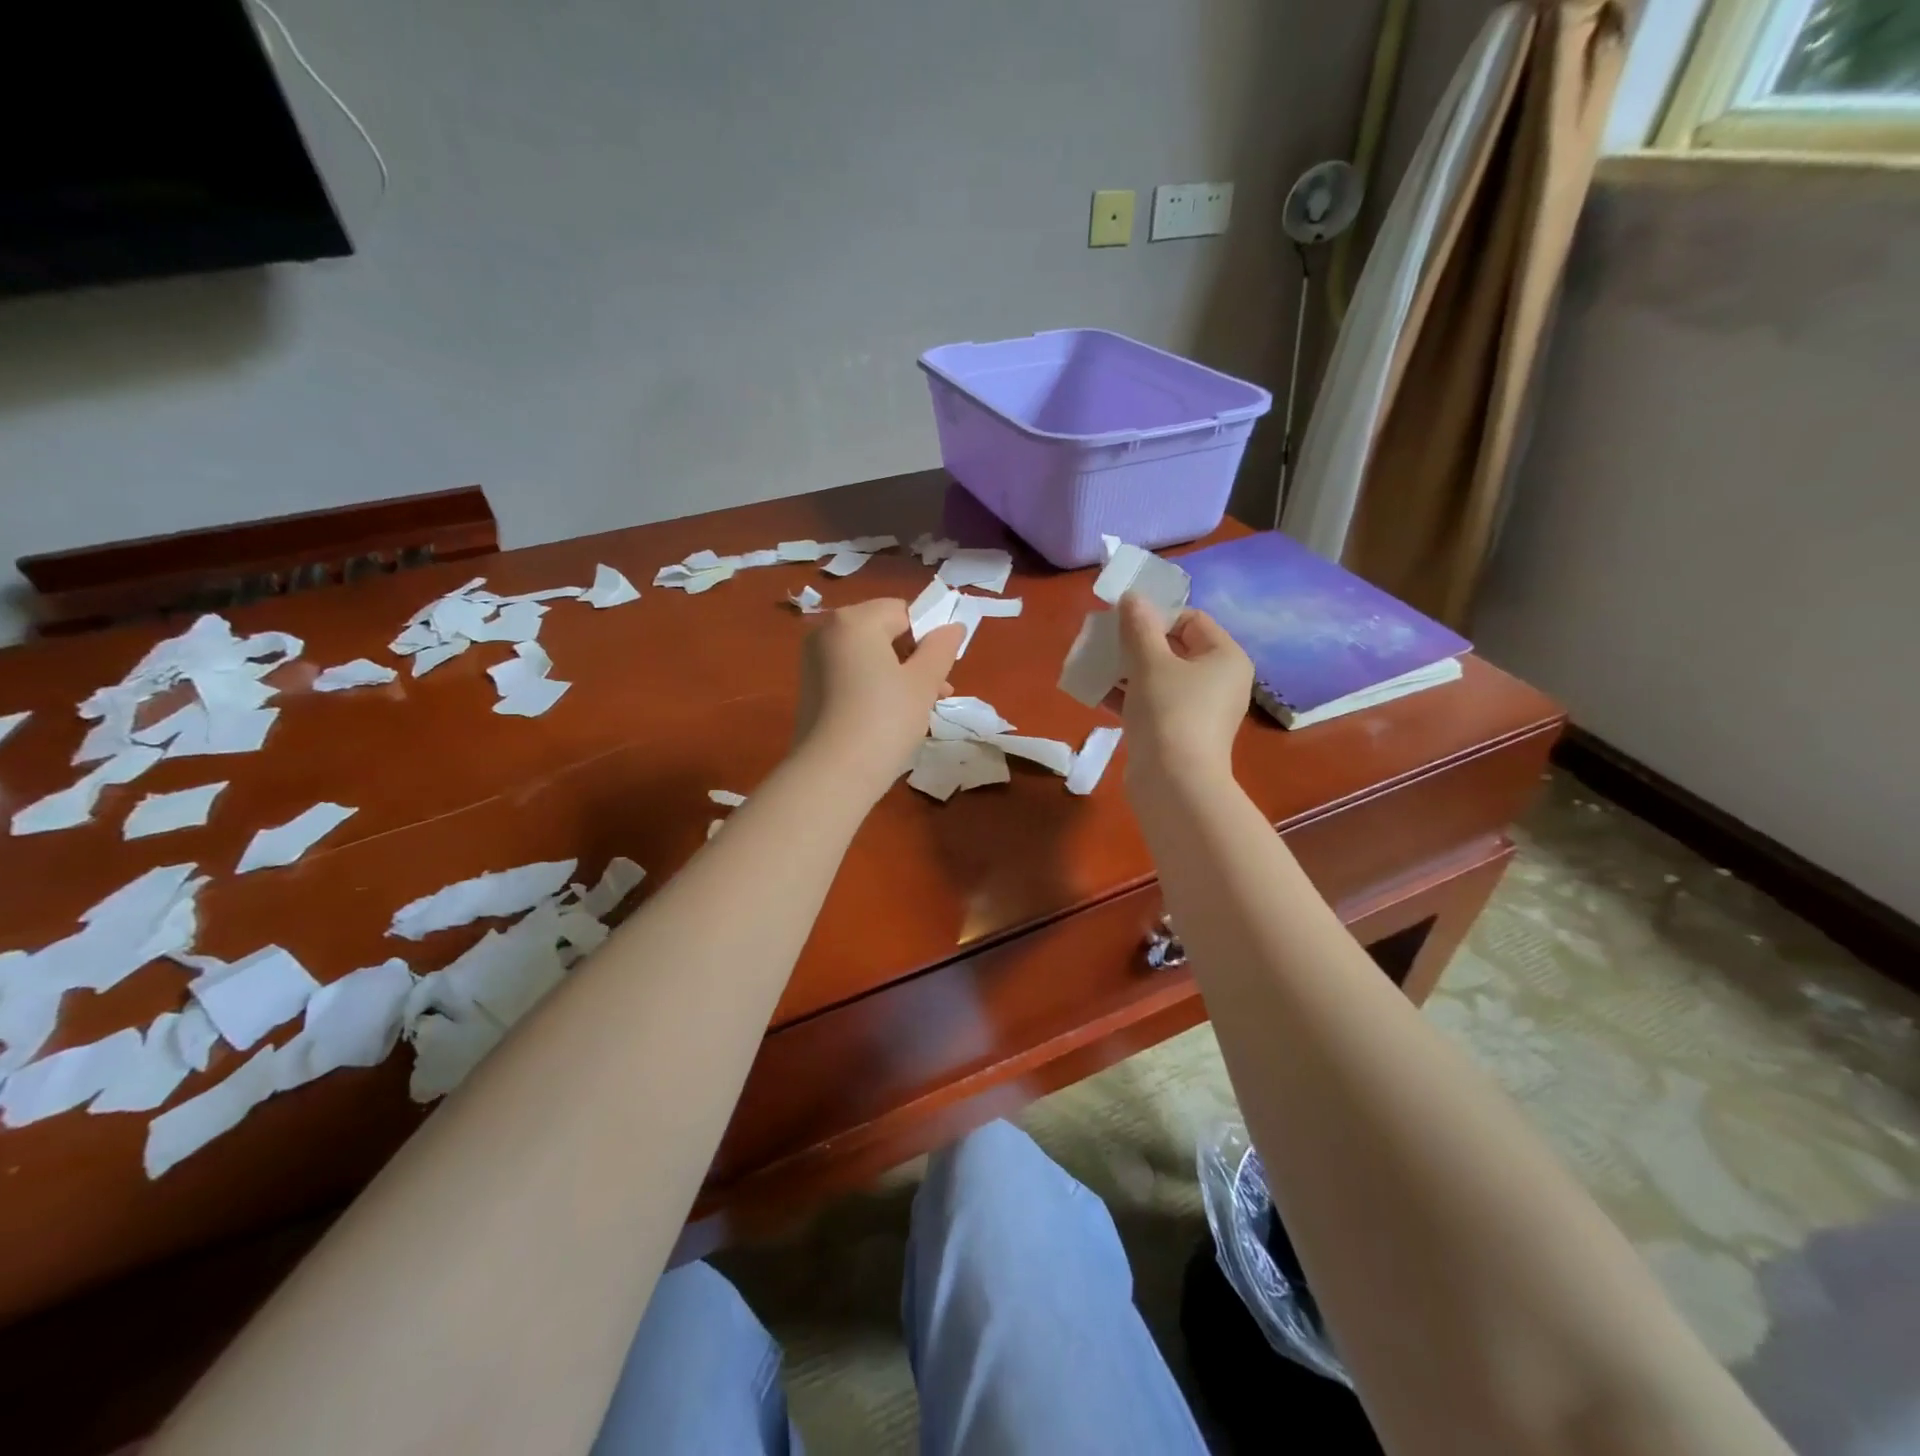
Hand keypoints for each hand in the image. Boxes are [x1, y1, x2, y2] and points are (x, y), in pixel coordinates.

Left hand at [792, 598, 962, 802]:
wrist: (832, 775)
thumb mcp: (923, 683)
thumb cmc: (885, 720)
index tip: (943, 670)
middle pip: (883, 631)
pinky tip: (889, 717)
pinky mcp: (809, 688)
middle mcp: (826, 631)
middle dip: (914, 657)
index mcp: (854, 620)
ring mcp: (813, 660)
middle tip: (937, 693)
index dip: (929, 636)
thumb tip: (953, 626)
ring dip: (897, 674)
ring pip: (868, 656)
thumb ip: (941, 649)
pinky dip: (872, 686)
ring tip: (919, 709)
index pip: (903, 611)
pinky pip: (850, 674)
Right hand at [1114, 593, 1252, 791]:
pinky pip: (1153, 704)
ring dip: (1127, 670)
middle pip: (1174, 648)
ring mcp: (1199, 711)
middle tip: (1104, 641)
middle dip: (1136, 643)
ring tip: (1095, 665)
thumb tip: (1131, 597)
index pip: (1191, 619)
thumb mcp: (1149, 662)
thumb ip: (1138, 626)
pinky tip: (1097, 693)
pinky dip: (1129, 696)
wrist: (1174, 783)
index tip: (1122, 622)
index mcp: (1225, 657)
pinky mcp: (1179, 734)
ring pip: (1160, 677)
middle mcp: (1219, 681)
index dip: (1156, 615)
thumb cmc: (1169, 712)